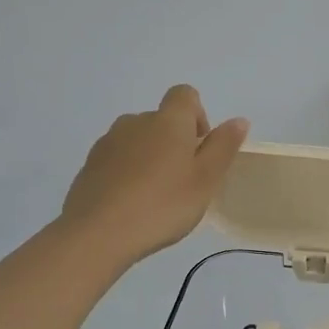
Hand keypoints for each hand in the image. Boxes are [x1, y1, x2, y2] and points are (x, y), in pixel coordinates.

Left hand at [60, 85, 248, 269]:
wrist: (98, 233)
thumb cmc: (163, 204)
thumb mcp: (205, 179)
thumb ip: (223, 146)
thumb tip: (238, 120)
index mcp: (168, 121)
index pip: (185, 95)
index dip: (197, 115)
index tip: (200, 148)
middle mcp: (136, 121)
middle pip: (161, 120)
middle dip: (174, 141)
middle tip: (183, 180)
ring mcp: (108, 142)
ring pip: (137, 139)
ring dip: (150, 157)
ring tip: (155, 195)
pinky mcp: (89, 165)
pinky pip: (117, 159)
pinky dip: (127, 172)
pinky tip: (131, 204)